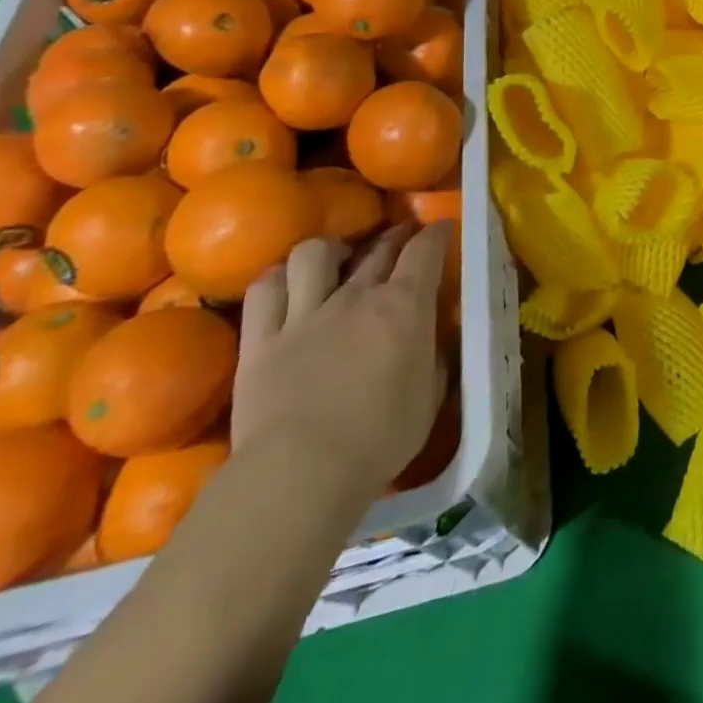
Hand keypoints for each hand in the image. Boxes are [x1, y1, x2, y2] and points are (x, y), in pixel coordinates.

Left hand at [231, 225, 448, 493]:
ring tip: (334, 262)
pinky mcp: (260, 340)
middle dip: (394, 236)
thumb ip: (434, 357)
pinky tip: (286, 286)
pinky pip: (264, 290)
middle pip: (378, 247)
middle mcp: (356, 296)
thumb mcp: (429, 396)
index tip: (442, 228)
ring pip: (313, 253)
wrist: (300, 473)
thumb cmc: (380, 439)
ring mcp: (304, 314)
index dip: (436, 233)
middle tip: (401, 239)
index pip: (425, 250)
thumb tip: (434, 339)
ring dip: (328, 252)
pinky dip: (278, 279)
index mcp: (404, 306)